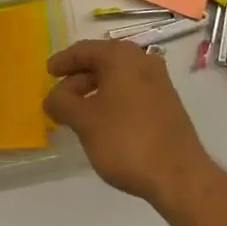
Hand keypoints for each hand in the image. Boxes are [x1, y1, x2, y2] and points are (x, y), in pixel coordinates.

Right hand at [43, 40, 211, 204]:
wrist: (179, 175)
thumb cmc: (125, 140)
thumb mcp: (84, 121)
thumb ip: (62, 103)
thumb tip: (52, 97)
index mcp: (121, 56)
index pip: (83, 50)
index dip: (62, 62)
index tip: (47, 73)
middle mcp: (142, 60)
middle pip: (101, 62)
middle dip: (78, 80)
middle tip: (60, 100)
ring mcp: (158, 82)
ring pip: (117, 79)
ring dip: (95, 92)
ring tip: (78, 115)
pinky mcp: (167, 103)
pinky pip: (131, 92)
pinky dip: (113, 101)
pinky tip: (103, 123)